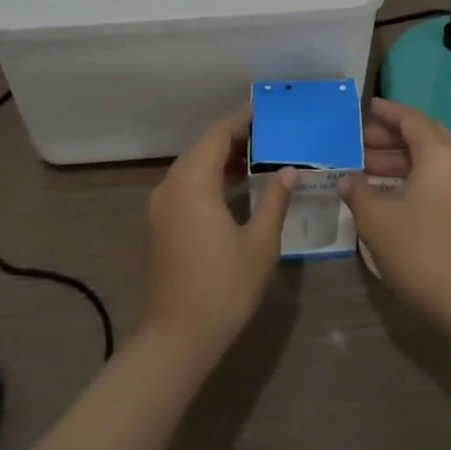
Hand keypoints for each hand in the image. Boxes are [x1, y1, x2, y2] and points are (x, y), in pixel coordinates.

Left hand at [142, 112, 294, 355]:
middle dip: (235, 137)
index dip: (242, 118)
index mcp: (193, 182)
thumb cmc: (222, 287)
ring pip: (194, 166)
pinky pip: (187, 186)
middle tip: (270, 132)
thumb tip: (289, 171)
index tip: (267, 110)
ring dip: (222, 158)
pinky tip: (236, 187)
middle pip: (203, 146)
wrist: (175, 340)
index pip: (218, 134)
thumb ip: (275, 200)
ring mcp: (161, 206)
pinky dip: (210, 178)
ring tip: (259, 155)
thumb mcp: (259, 243)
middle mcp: (171, 185)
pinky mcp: (160, 225)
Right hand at [339, 98, 450, 322]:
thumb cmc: (418, 249)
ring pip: (426, 158)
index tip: (362, 108)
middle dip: (389, 134)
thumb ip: (358, 191)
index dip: (385, 112)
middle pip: (421, 135)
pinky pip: (431, 177)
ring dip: (396, 158)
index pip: (410, 118)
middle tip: (358, 137)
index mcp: (437, 154)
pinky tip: (381, 191)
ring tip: (361, 165)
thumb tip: (344, 178)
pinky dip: (407, 175)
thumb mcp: (377, 218)